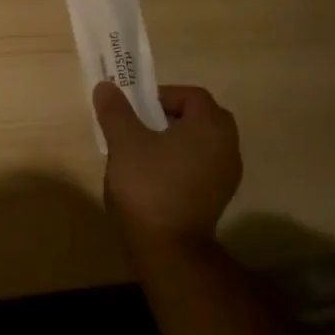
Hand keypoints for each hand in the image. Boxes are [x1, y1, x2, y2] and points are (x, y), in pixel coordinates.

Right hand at [93, 82, 240, 241]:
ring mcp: (227, 174)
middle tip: (142, 125)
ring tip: (145, 151)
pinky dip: (183, 161)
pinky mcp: (219, 197)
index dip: (163, 95)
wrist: (169, 248)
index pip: (192, 95)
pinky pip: (202, 165)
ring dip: (177, 139)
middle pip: (201, 117)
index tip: (137, 108)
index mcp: (210, 126)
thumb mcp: (124, 142)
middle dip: (172, 115)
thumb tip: (106, 86)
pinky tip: (157, 175)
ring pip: (202, 142)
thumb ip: (116, 110)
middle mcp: (227, 146)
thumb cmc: (148, 185)